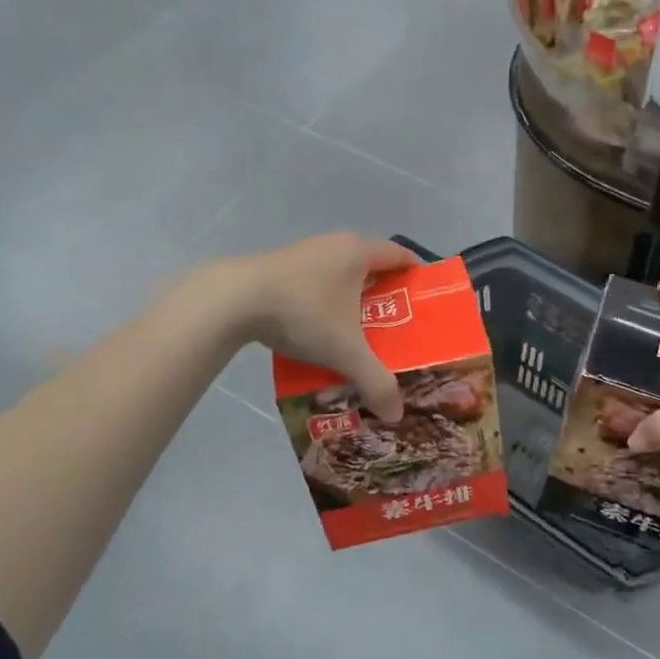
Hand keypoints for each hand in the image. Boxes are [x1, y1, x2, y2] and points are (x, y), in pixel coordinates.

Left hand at [218, 233, 419, 420]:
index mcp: (358, 252)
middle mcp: (335, 244)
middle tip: (396, 326)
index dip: (416, 275)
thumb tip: (396, 413)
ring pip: (340, 274)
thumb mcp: (345, 351)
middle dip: (385, 294)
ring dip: (351, 300)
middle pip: (371, 266)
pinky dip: (324, 302)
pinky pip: (315, 282)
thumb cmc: (303, 313)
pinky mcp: (279, 267)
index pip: (400, 255)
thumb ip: (376, 381)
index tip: (425, 301)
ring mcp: (304, 253)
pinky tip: (318, 330)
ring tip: (358, 332)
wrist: (234, 300)